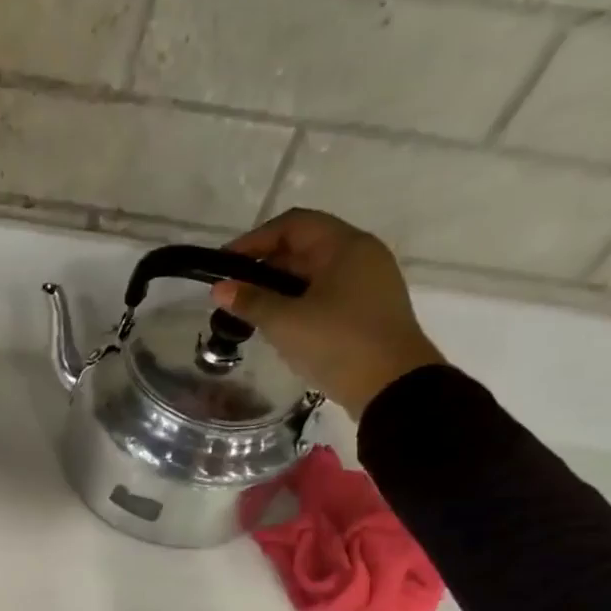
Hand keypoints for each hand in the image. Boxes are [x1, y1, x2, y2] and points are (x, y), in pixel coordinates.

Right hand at [211, 208, 446, 417]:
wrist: (392, 386)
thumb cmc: (337, 343)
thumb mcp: (285, 322)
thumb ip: (250, 301)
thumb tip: (218, 288)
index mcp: (345, 246)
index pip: (293, 225)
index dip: (254, 240)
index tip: (224, 265)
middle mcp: (361, 256)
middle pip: (304, 247)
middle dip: (264, 266)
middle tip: (232, 292)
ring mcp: (367, 283)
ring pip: (314, 274)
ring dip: (279, 287)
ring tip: (249, 311)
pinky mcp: (367, 310)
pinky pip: (325, 294)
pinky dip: (297, 302)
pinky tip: (278, 326)